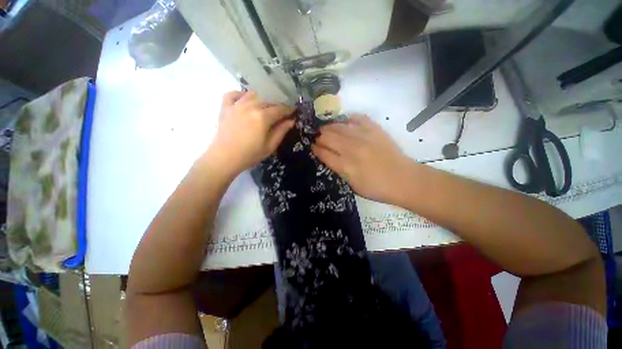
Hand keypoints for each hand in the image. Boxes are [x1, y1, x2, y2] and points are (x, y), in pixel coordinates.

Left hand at [207, 91, 294, 174]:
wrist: (224, 158)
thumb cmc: (250, 154)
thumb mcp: (270, 146)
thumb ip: (281, 131)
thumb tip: (291, 121)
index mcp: (263, 117)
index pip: (279, 109)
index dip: (288, 109)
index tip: (294, 110)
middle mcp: (250, 106)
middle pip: (268, 101)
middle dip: (277, 105)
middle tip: (282, 112)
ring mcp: (236, 105)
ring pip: (253, 95)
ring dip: (262, 99)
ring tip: (265, 107)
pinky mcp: (225, 107)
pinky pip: (233, 94)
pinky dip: (240, 94)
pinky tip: (245, 99)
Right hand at [312, 115, 411, 204]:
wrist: (403, 180)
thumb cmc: (376, 188)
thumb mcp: (352, 186)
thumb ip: (339, 171)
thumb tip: (329, 158)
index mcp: (345, 165)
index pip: (324, 153)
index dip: (316, 149)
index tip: (313, 147)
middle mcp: (351, 149)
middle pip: (328, 137)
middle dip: (320, 137)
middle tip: (318, 138)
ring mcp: (364, 137)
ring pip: (339, 126)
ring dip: (330, 127)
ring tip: (327, 129)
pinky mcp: (375, 130)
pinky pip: (359, 118)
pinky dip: (350, 118)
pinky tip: (346, 121)